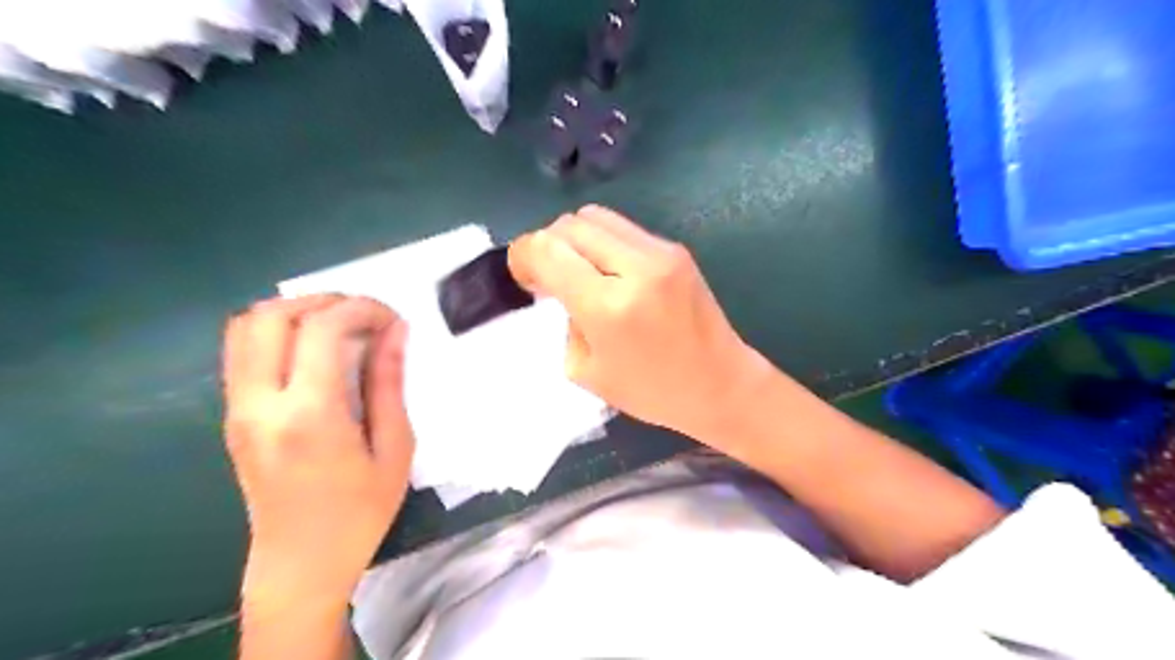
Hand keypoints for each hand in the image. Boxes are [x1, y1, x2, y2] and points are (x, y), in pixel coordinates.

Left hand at [221, 294, 413, 614]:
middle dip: (324, 300)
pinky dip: (278, 332)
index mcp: (308, 414)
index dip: (361, 308)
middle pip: (272, 315)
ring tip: (339, 326)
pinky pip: (242, 351)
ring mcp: (238, 409)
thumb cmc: (359, 511)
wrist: (300, 562)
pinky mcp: (232, 416)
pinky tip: (314, 350)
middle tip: (365, 316)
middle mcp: (261, 403)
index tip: (392, 319)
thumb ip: (389, 384)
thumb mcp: (394, 449)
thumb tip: (395, 332)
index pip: (321, 328)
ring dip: (295, 311)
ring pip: (246, 327)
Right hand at [514, 205, 773, 442]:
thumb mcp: (587, 371)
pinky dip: (603, 243)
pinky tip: (609, 272)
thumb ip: (566, 320)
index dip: (522, 256)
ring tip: (578, 270)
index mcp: (608, 306)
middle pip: (569, 224)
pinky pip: (623, 229)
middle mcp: (635, 267)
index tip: (524, 277)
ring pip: (595, 216)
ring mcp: (660, 252)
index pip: (546, 249)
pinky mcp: (675, 249)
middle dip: (547, 244)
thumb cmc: (652, 391)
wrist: (720, 383)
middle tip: (549, 276)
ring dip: (575, 239)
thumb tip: (561, 287)